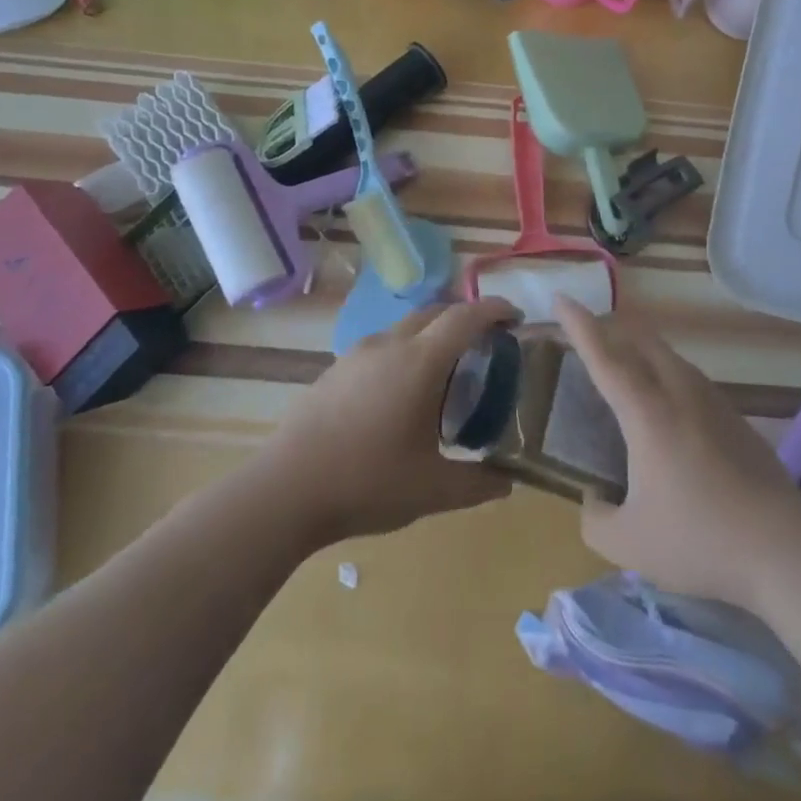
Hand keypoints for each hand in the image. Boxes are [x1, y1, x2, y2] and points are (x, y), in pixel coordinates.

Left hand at [259, 298, 515, 546]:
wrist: (284, 490)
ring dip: (433, 334)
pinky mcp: (336, 369)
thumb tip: (509, 482)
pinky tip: (402, 393)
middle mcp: (390, 344)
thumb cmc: (366, 483)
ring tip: (447, 370)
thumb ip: (477, 484)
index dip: (494, 309)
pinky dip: (406, 351)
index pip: (466, 317)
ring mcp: (358, 353)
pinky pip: (382, 345)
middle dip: (466, 318)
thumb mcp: (432, 490)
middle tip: (487, 344)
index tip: (515, 317)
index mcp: (420, 362)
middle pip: (436, 312)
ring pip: (406, 326)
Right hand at [555, 295, 800, 610]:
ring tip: (625, 368)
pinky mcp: (735, 418)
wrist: (783, 548)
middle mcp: (678, 392)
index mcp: (646, 412)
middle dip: (611, 330)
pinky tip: (668, 409)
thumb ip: (596, 521)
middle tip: (588, 338)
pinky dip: (666, 375)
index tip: (561, 298)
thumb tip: (594, 501)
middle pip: (641, 341)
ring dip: (641, 351)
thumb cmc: (698, 540)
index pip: (604, 356)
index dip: (579, 325)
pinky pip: (690, 379)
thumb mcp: (629, 544)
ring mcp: (712, 401)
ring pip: (669, 357)